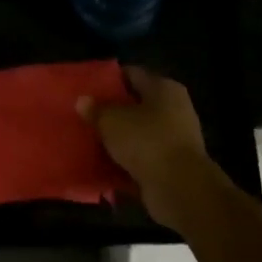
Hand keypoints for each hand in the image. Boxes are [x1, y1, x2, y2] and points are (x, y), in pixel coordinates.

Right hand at [80, 66, 212, 197]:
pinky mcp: (171, 165)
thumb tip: (82, 100)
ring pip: (137, 133)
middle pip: (136, 105)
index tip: (86, 87)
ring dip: (117, 139)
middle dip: (111, 111)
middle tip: (84, 115)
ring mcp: (174, 139)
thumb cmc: (146, 141)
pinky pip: (141, 158)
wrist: (179, 188)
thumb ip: (95, 109)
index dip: (108, 79)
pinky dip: (124, 161)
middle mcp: (174, 109)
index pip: (132, 74)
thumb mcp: (111, 120)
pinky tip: (102, 165)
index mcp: (163, 88)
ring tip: (89, 141)